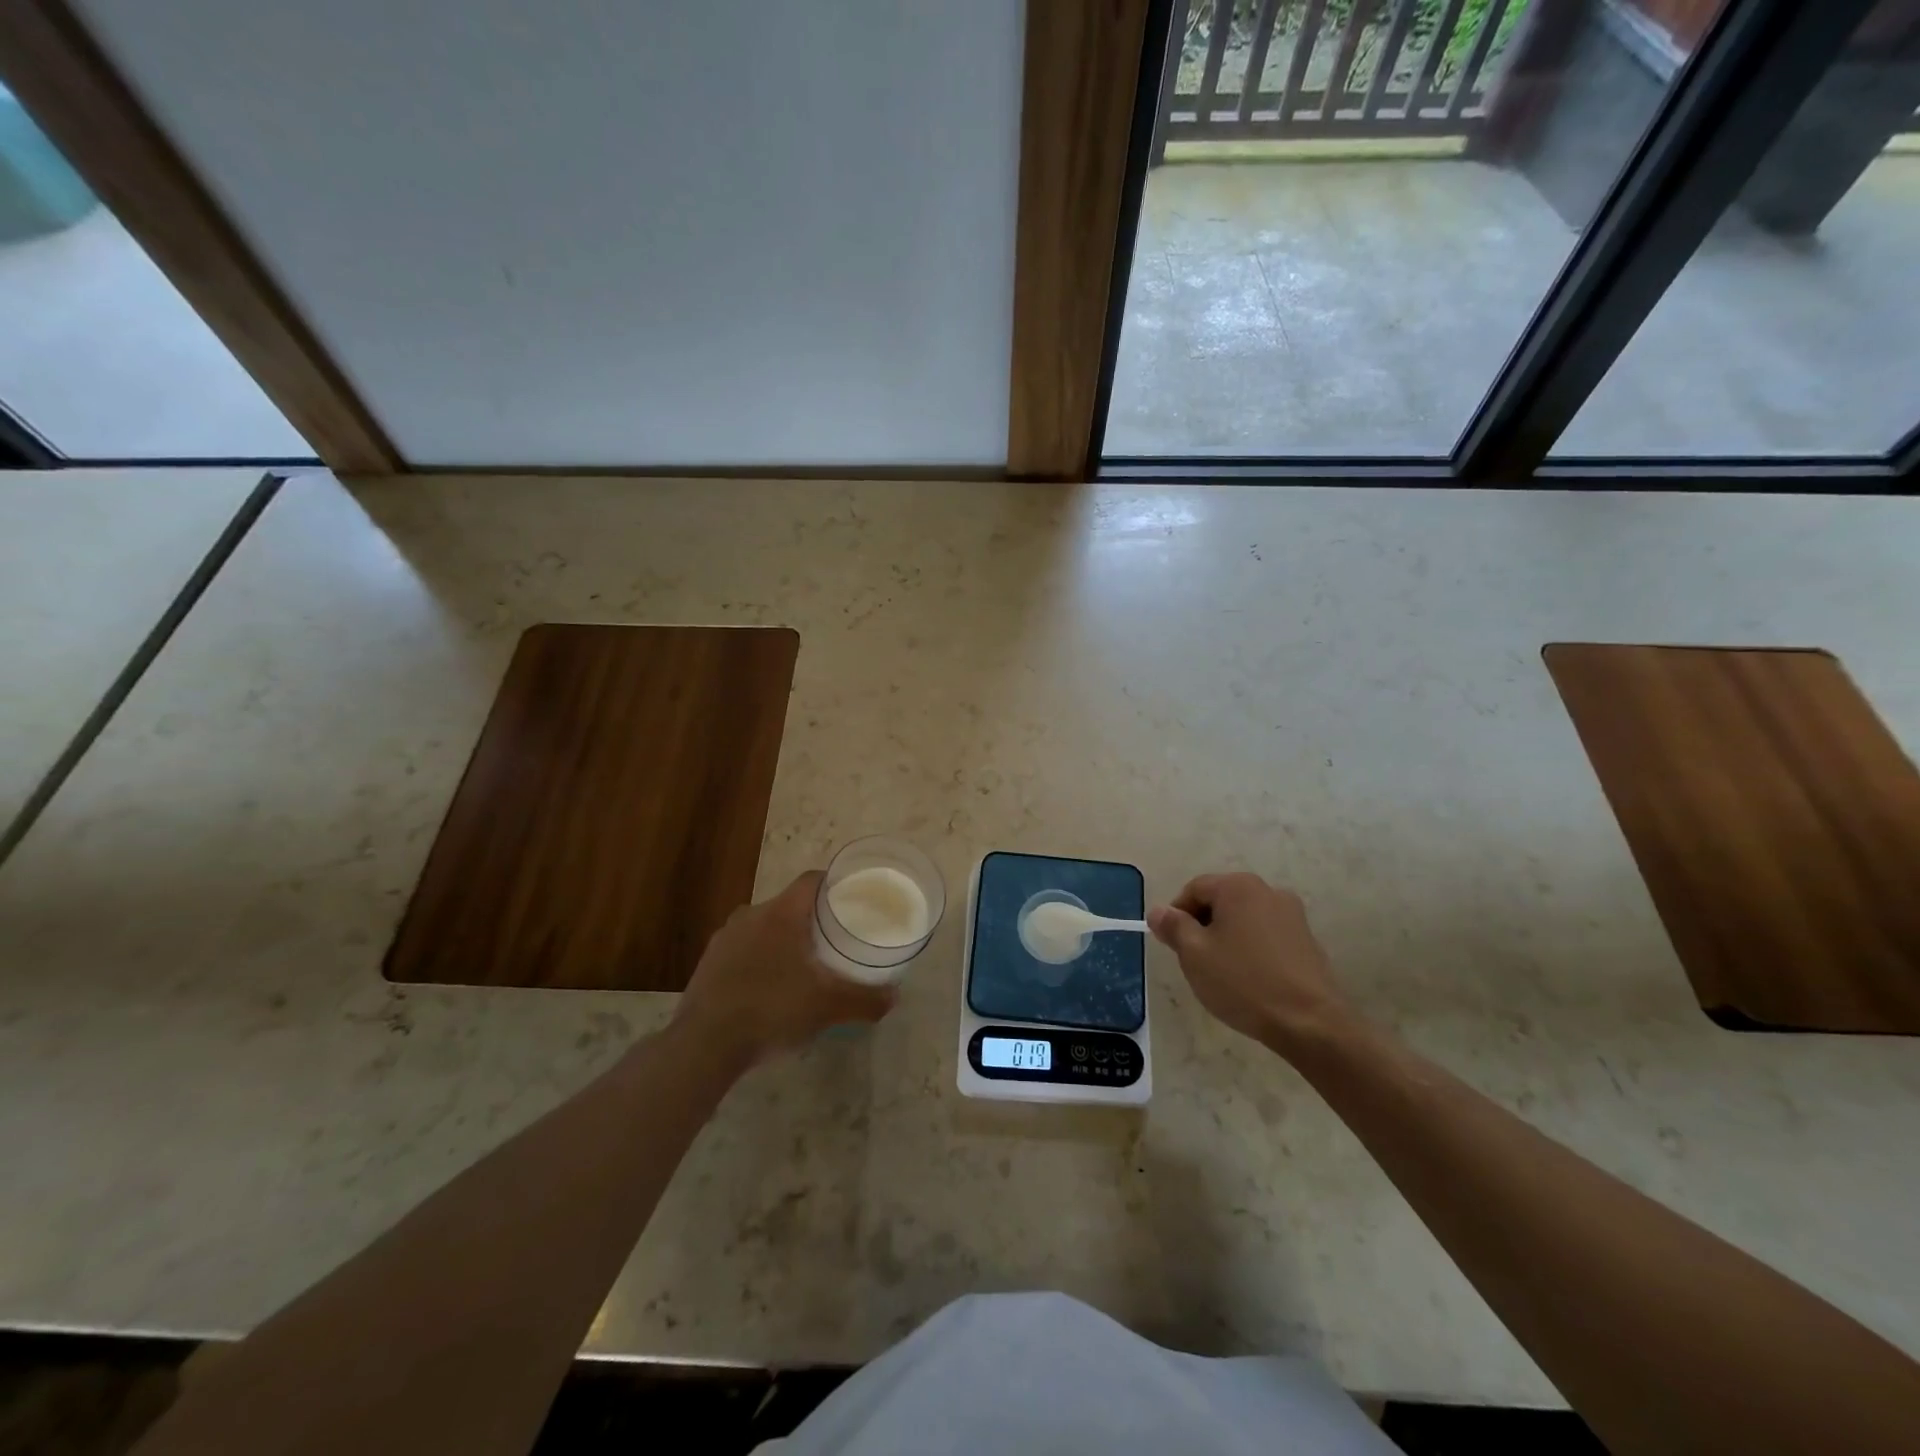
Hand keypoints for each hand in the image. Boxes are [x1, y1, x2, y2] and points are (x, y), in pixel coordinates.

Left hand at [674, 871, 895, 1066]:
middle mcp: (751, 915)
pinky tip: (769, 987)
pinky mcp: (708, 963)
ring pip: (763, 927)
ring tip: (803, 964)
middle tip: (833, 938)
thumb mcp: (827, 1007)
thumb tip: (894, 997)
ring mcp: (725, 938)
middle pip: (789, 904)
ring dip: (782, 939)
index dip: (834, 884)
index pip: (812, 880)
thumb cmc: (772, 1010)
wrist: (704, 1045)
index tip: (851, 898)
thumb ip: (864, 999)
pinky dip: (759, 959)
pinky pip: (743, 949)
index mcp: (782, 913)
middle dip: (811, 918)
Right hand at [1147, 872, 1352, 1052]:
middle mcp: (1268, 891)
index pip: (1194, 889)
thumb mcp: (1194, 954)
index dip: (1176, 914)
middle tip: (1194, 960)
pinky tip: (1250, 980)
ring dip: (1228, 938)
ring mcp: (1293, 915)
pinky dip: (1252, 950)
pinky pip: (1267, 936)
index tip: (1172, 945)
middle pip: (1221, 901)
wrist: (1310, 1023)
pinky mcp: (1307, 941)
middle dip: (1203, 926)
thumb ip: (1173, 927)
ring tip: (1223, 973)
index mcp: (1238, 886)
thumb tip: (1159, 911)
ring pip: (1244, 919)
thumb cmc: (1243, 982)